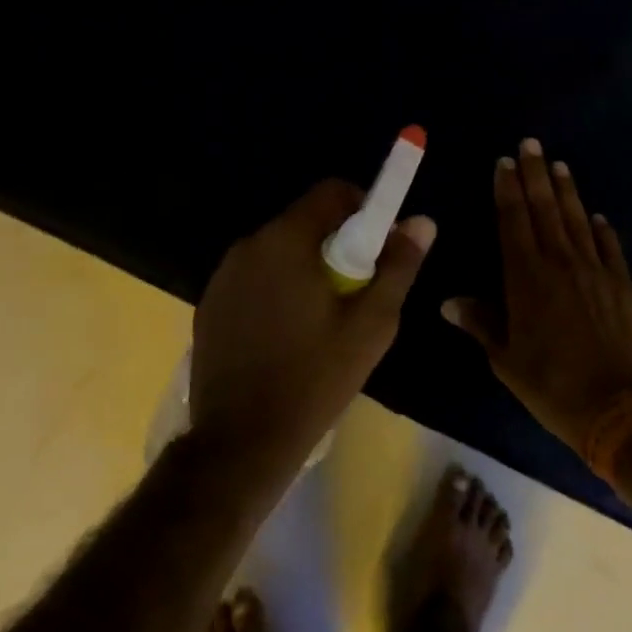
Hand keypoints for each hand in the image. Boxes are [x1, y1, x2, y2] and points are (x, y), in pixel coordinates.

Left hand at [191, 180, 434, 470]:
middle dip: (337, 243)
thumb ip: (398, 266)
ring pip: (280, 249)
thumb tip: (422, 221)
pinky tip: (288, 333)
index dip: (364, 208)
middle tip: (357, 290)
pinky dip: (279, 287)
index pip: (332, 191)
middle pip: (305, 220)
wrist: (242, 441)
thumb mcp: (372, 324)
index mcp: (287, 240)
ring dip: (307, 266)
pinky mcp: (210, 303)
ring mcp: (223, 275)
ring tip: (324, 318)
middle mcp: (249, 245)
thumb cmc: (316, 378)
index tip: (379, 248)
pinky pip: (256, 276)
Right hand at [443, 139, 631, 452]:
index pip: (513, 221)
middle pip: (545, 209)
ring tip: (559, 164)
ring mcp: (595, 270)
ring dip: (567, 190)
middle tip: (531, 143)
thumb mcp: (505, 359)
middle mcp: (560, 263)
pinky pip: (609, 246)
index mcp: (526, 278)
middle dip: (535, 174)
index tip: (504, 162)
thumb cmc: (550, 384)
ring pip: (577, 219)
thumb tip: (448, 301)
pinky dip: (600, 227)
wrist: (616, 406)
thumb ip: (480, 322)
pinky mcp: (622, 283)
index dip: (507, 189)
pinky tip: (596, 215)